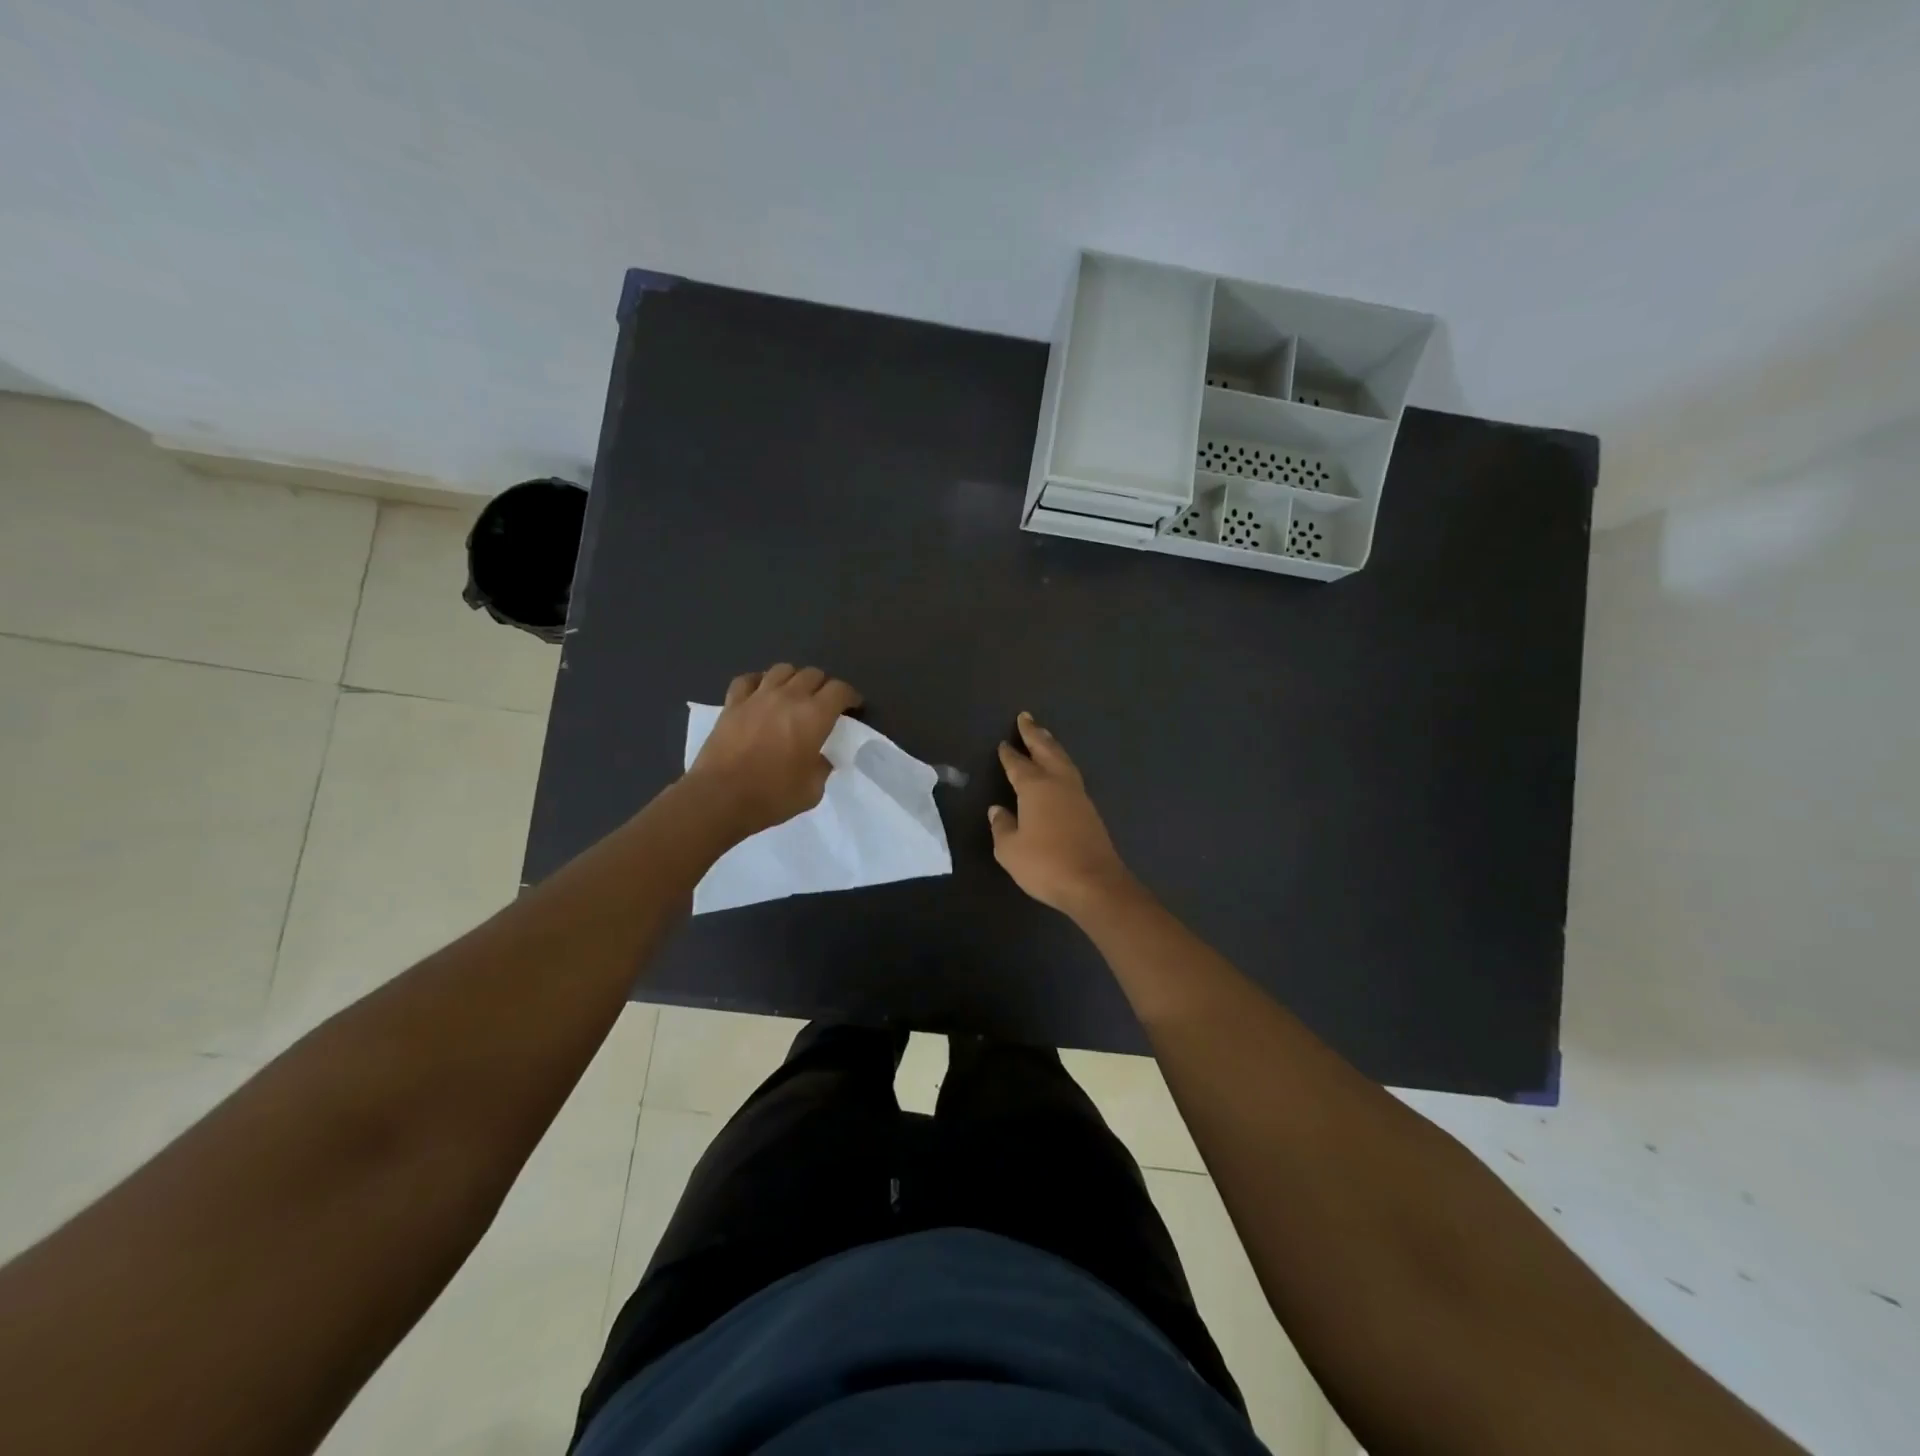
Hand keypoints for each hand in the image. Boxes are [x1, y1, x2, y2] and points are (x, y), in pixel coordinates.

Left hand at [684, 665, 862, 838]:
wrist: (720, 798)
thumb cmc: (772, 796)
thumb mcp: (812, 790)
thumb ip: (822, 766)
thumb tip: (821, 757)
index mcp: (814, 716)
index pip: (840, 690)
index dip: (851, 696)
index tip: (853, 707)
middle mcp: (788, 697)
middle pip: (813, 674)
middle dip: (824, 686)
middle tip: (824, 704)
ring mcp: (757, 697)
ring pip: (782, 669)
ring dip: (794, 678)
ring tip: (794, 694)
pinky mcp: (732, 703)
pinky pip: (747, 680)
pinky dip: (758, 682)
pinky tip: (760, 692)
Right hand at [990, 713, 1139, 916]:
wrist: (1094, 883)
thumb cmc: (1045, 864)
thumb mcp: (1010, 849)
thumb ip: (1002, 826)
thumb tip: (998, 810)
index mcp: (1035, 787)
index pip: (1018, 764)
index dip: (1009, 754)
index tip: (1003, 743)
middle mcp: (1058, 783)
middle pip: (1046, 750)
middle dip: (1035, 734)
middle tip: (1026, 718)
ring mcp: (1078, 796)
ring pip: (1063, 761)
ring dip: (1052, 746)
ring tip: (1044, 736)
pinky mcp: (1090, 811)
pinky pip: (1072, 776)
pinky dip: (1062, 765)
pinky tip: (1060, 771)